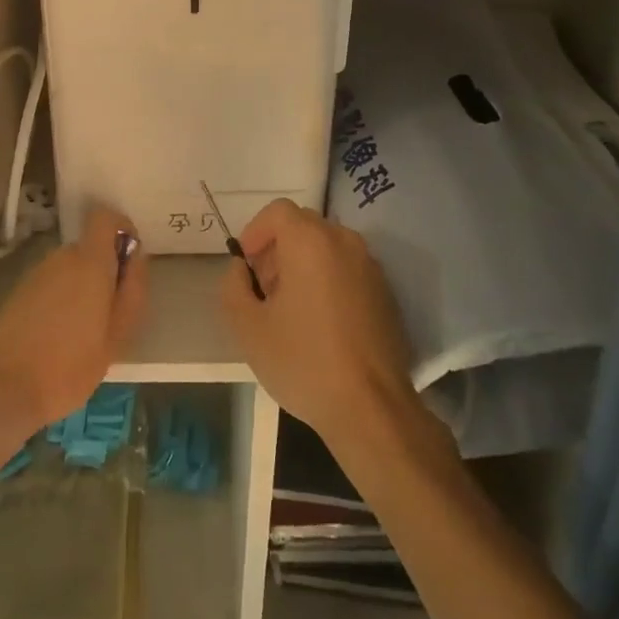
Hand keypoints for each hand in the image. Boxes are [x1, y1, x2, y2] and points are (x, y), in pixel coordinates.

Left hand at [0, 206, 147, 433]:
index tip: (129, 260)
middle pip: (89, 248)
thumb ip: (132, 291)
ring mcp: (34, 275)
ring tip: (83, 333)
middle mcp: (60, 258)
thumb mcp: (116, 336)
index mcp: (89, 262)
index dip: (121, 229)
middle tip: (110, 313)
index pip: (105, 217)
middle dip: (103, 271)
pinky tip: (56, 340)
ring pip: (68, 269)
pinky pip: (49, 286)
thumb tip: (137, 258)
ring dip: (80, 289)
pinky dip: (59, 302)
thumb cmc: (68, 366)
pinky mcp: (16, 295)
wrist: (0, 392)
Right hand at [220, 198, 419, 452]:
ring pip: (327, 247)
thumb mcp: (248, 328)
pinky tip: (322, 323)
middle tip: (265, 291)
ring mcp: (370, 265)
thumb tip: (241, 269)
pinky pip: (348, 268)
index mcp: (311, 241)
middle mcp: (344, 241)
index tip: (247, 266)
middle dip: (278, 249)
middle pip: (303, 226)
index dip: (256, 232)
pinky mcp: (385, 290)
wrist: (371, 407)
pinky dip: (329, 279)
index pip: (278, 211)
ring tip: (291, 310)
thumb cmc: (304, 361)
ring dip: (304, 264)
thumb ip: (233, 286)